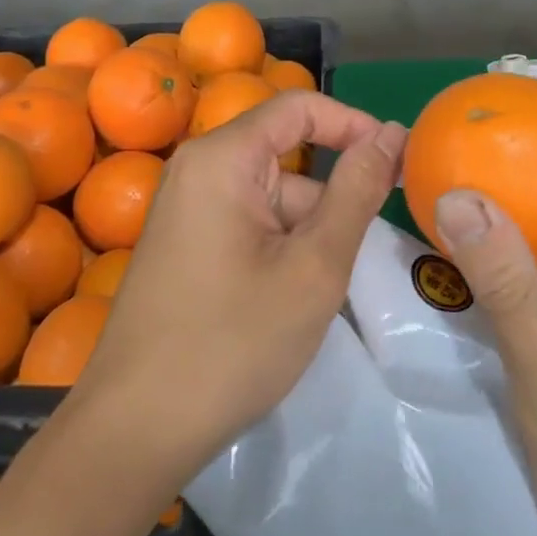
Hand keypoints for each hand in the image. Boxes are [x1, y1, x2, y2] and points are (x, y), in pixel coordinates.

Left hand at [75, 90, 406, 476]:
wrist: (136, 427)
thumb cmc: (233, 342)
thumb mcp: (314, 266)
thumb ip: (356, 191)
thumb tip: (390, 134)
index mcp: (222, 157)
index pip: (299, 108)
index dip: (354, 126)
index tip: (399, 164)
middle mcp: (196, 168)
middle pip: (284, 157)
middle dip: (329, 199)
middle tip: (354, 259)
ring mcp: (184, 207)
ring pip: (269, 198)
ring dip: (305, 233)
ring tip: (315, 297)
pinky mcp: (182, 242)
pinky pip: (245, 223)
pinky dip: (278, 248)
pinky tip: (284, 303)